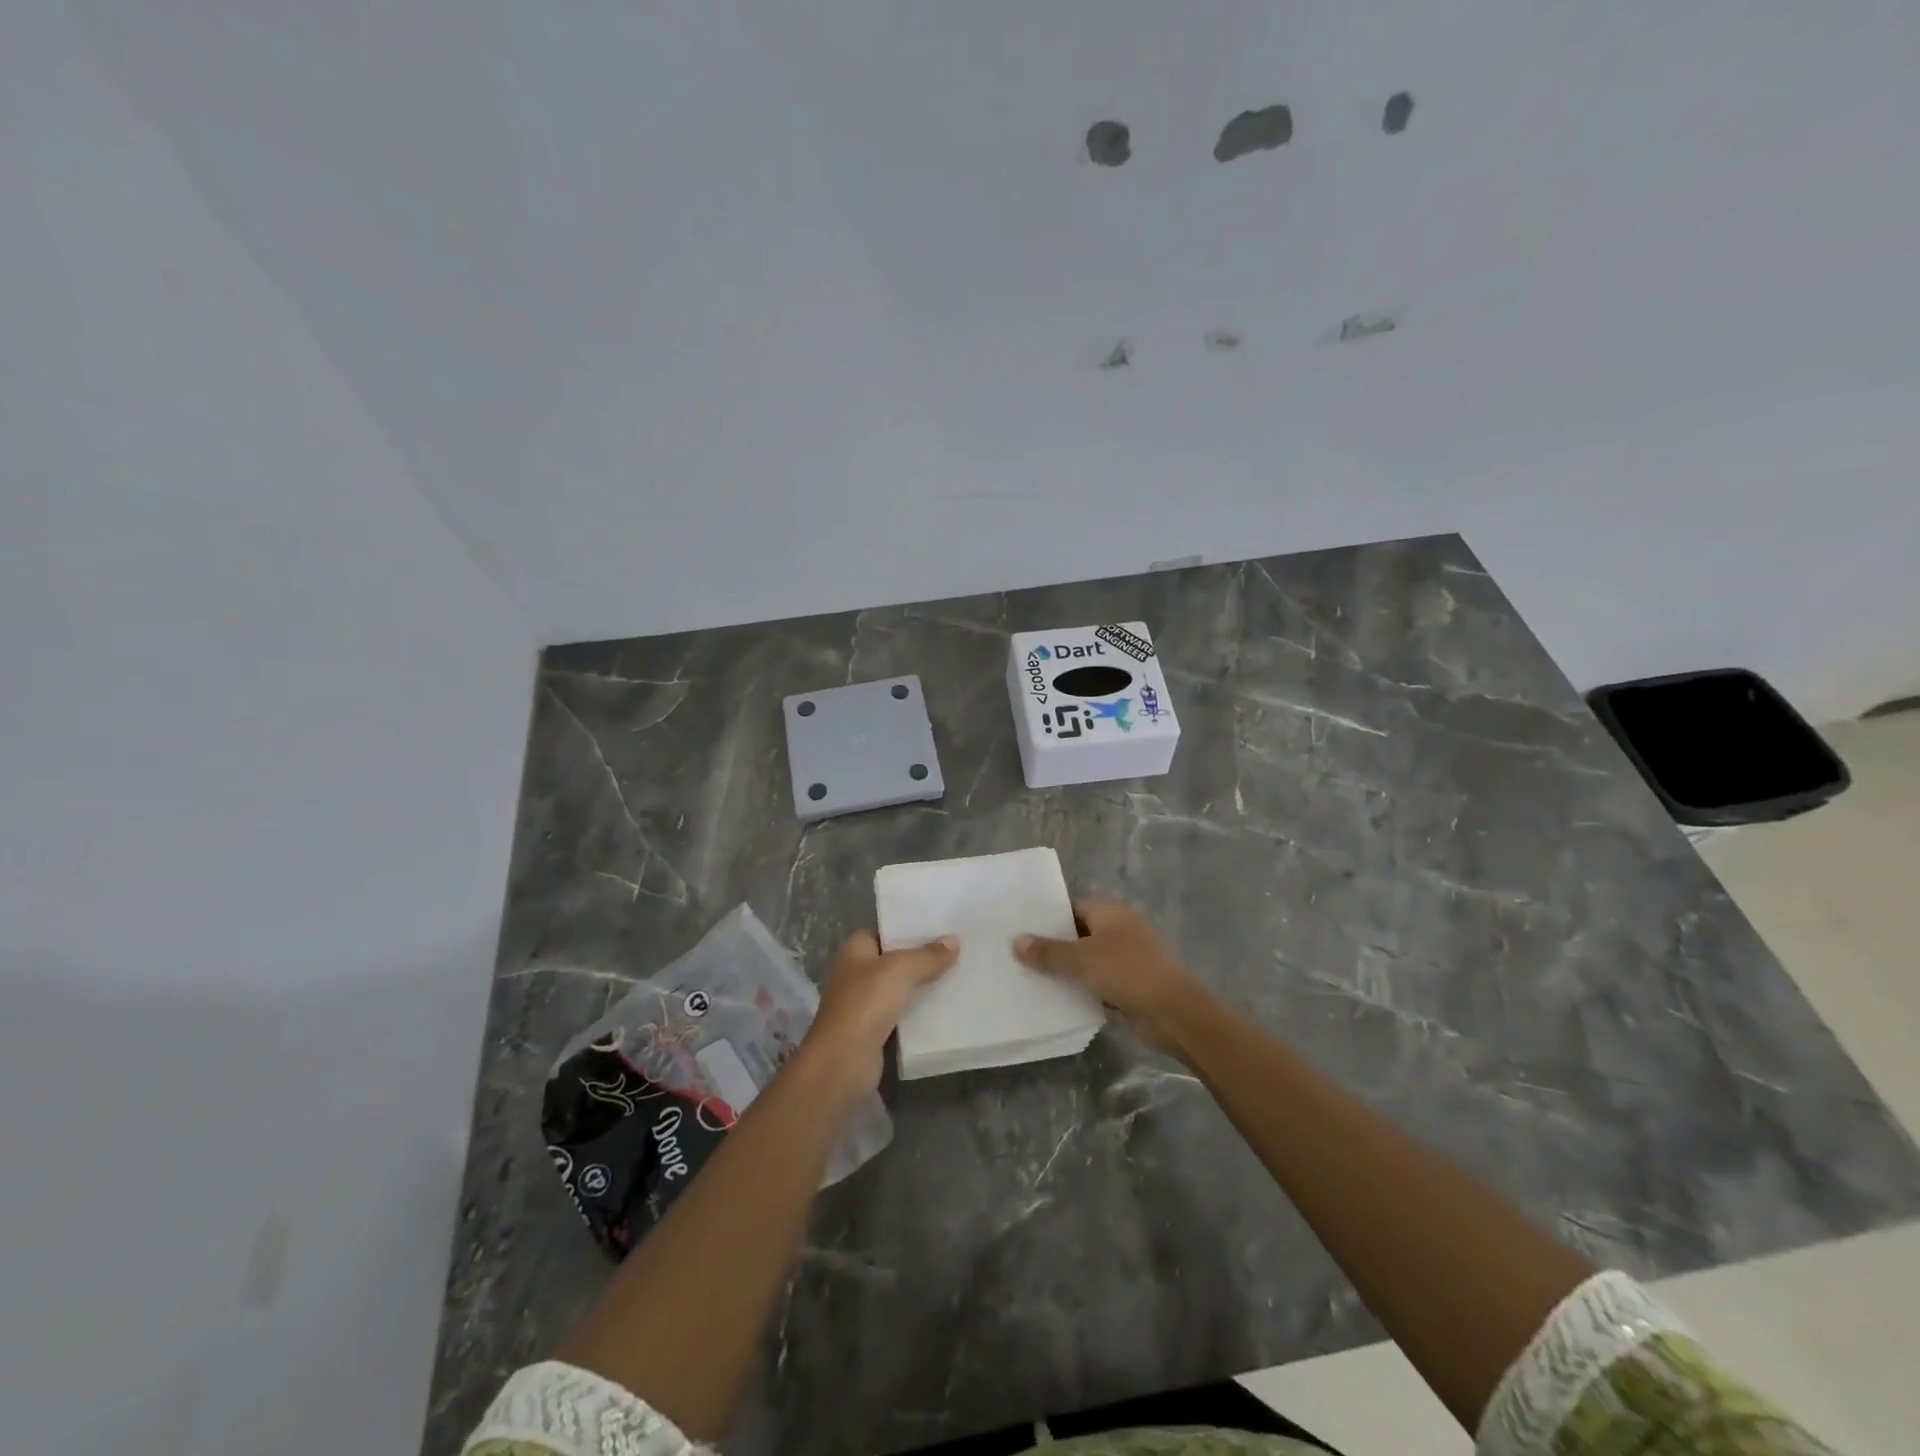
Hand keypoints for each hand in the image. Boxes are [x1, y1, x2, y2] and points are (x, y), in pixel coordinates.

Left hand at [797, 930, 957, 1097]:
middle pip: (894, 959)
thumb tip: (953, 941)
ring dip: (923, 985)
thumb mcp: (901, 970)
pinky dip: (920, 1011)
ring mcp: (864, 1003)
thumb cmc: (866, 1004)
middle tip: (957, 950)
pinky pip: (902, 1014)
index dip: (909, 928)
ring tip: (958, 975)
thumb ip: (928, 955)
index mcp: (855, 950)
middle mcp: (857, 973)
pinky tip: (945, 1007)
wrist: (842, 1063)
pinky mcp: (874, 1031)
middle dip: (922, 957)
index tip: (940, 927)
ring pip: (900, 988)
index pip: (885, 931)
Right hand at [1014, 900, 1206, 1055]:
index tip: (1020, 928)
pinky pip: (1098, 983)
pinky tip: (1055, 999)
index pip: (1072, 906)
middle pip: (1079, 933)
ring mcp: (1128, 958)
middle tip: (1018, 954)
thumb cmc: (1127, 972)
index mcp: (1111, 912)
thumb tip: (1016, 941)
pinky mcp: (1131, 985)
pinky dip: (1081, 989)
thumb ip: (1048, 952)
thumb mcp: (1082, 960)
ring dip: (1067, 970)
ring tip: (1029, 977)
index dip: (1048, 916)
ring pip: (1088, 961)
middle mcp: (1120, 930)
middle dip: (1053, 945)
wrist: (1174, 1012)